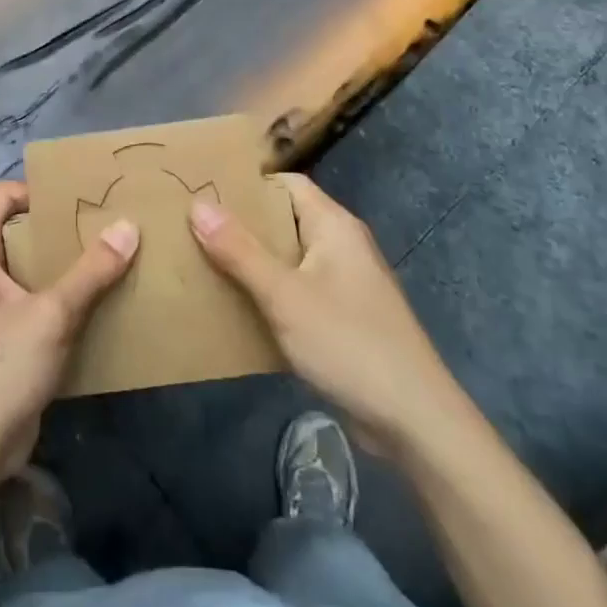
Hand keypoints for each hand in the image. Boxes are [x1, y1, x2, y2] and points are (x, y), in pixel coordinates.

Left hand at [0, 181, 138, 484]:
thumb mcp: (51, 315)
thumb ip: (91, 271)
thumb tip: (129, 226)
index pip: (1, 196)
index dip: (38, 190)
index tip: (81, 198)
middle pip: (20, 231)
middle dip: (62, 228)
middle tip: (108, 224)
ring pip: (31, 269)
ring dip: (67, 266)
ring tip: (114, 258)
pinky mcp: (3, 339)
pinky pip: (35, 302)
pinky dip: (63, 298)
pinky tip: (101, 303)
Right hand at [189, 173, 475, 456]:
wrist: (415, 422)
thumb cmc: (349, 344)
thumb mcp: (285, 295)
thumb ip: (239, 251)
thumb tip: (198, 204)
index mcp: (334, 226)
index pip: (286, 184)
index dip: (247, 184)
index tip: (204, 190)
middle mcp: (341, 246)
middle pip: (284, 220)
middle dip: (241, 224)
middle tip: (191, 226)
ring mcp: (343, 284)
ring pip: (287, 259)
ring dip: (250, 261)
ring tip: (201, 262)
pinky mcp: (342, 318)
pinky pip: (296, 291)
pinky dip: (267, 293)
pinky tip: (235, 307)